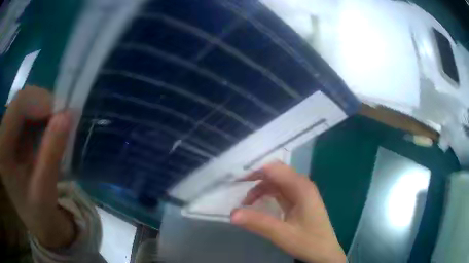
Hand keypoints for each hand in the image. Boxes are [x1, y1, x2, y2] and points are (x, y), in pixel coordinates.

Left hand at [0, 86, 74, 248]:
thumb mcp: (44, 190)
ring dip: (44, 110)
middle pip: (22, 99)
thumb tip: (68, 115)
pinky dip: (41, 115)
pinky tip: (49, 129)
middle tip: (64, 120)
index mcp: (3, 150)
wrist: (33, 218)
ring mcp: (6, 130)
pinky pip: (27, 110)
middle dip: (44, 105)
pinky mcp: (12, 130)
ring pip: (26, 102)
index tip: (64, 114)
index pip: (18, 105)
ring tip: (58, 127)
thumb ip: (52, 153)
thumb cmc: (37, 213)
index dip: (41, 102)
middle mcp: (2, 134)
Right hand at [231, 161, 345, 262]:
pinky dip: (267, 195)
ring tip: (245, 202)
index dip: (255, 171)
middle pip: (276, 173)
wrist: (325, 253)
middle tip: (236, 187)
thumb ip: (258, 222)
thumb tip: (232, 213)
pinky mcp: (299, 201)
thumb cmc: (308, 242)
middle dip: (255, 177)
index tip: (236, 180)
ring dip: (260, 188)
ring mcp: (301, 193)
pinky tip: (258, 204)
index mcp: (301, 187)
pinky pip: (280, 192)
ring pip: (277, 182)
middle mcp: (302, 185)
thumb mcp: (282, 234)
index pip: (275, 169)